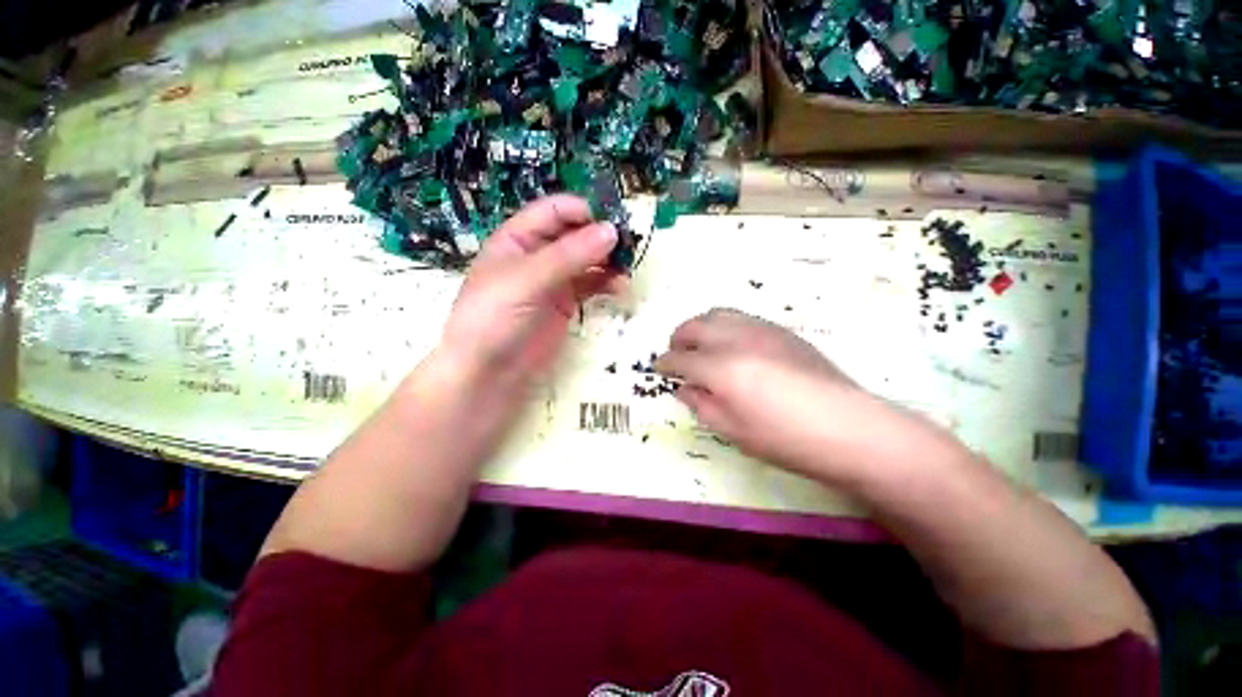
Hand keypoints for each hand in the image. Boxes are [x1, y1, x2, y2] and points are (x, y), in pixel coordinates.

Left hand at [441, 195, 621, 387]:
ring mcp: (550, 279)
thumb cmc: (493, 318)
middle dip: (601, 234)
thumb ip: (569, 255)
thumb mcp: (527, 280)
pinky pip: (590, 284)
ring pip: (586, 257)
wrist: (483, 375)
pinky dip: (607, 282)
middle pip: (574, 230)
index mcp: (516, 237)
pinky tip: (620, 287)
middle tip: (629, 244)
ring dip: (608, 258)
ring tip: (627, 268)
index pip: (555, 209)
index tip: (612, 222)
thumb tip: (612, 230)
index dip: (583, 211)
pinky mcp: (563, 305)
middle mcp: (535, 253)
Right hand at [656, 308, 928, 482]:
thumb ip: (705, 406)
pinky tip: (736, 348)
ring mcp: (765, 330)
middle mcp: (739, 338)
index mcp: (722, 368)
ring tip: (704, 347)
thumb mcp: (736, 433)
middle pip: (698, 325)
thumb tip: (686, 388)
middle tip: (677, 355)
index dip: (666, 364)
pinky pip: (745, 318)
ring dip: (704, 326)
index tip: (659, 370)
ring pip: (722, 313)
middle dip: (681, 338)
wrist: (844, 425)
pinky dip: (729, 326)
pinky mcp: (786, 331)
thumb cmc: (787, 440)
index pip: (681, 359)